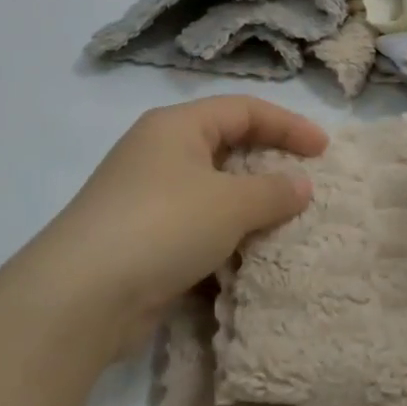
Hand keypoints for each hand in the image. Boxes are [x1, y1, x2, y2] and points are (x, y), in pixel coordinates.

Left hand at [18, 96, 327, 351]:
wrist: (83, 295)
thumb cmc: (163, 226)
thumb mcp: (229, 204)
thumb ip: (272, 191)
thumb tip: (300, 185)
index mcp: (176, 127)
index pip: (243, 110)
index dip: (287, 125)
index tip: (323, 151)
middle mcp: (158, 153)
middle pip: (225, 146)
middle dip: (268, 163)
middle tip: (305, 184)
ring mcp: (146, 197)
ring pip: (211, 190)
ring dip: (248, 205)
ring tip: (284, 223)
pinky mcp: (141, 239)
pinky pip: (195, 226)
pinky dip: (223, 236)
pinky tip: (247, 257)